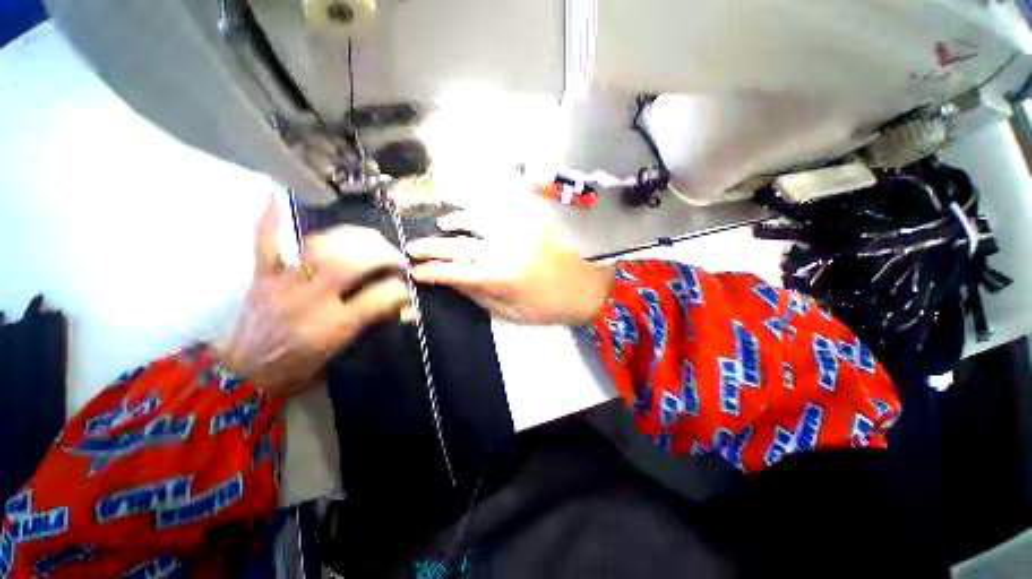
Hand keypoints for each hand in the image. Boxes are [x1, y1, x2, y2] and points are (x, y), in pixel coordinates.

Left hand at [219, 198, 408, 392]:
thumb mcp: (342, 356)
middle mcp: (308, 302)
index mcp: (331, 328)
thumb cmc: (298, 369)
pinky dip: (272, 218)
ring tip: (369, 239)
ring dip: (352, 238)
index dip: (398, 289)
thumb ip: (374, 326)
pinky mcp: (262, 276)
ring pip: (320, 248)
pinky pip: (265, 242)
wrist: (243, 375)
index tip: (407, 286)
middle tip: (394, 256)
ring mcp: (282, 284)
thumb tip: (408, 310)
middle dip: (380, 255)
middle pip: (349, 265)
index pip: (376, 299)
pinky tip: (279, 196)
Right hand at [406, 210, 613, 325]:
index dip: (433, 272)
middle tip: (412, 248)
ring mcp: (518, 233)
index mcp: (503, 277)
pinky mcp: (528, 223)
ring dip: (454, 225)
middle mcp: (506, 250)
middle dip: (433, 247)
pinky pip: (497, 213)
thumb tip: (455, 284)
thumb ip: (483, 297)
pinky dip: (479, 214)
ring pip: (477, 223)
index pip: (457, 272)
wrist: (589, 285)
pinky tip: (472, 217)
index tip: (415, 272)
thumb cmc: (553, 307)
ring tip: (440, 227)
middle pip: (461, 246)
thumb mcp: (516, 313)